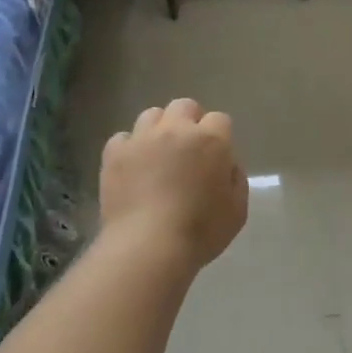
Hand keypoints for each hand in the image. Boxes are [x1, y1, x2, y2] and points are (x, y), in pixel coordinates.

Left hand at [100, 98, 247, 270]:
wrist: (148, 246)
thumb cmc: (200, 231)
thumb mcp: (237, 210)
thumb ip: (236, 179)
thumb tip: (226, 164)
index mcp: (211, 140)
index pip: (220, 119)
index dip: (220, 136)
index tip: (216, 157)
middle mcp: (176, 129)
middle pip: (185, 106)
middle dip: (189, 121)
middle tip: (188, 149)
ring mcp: (142, 138)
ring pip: (152, 115)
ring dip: (159, 129)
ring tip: (158, 154)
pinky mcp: (114, 153)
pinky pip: (123, 138)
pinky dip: (129, 148)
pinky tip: (133, 167)